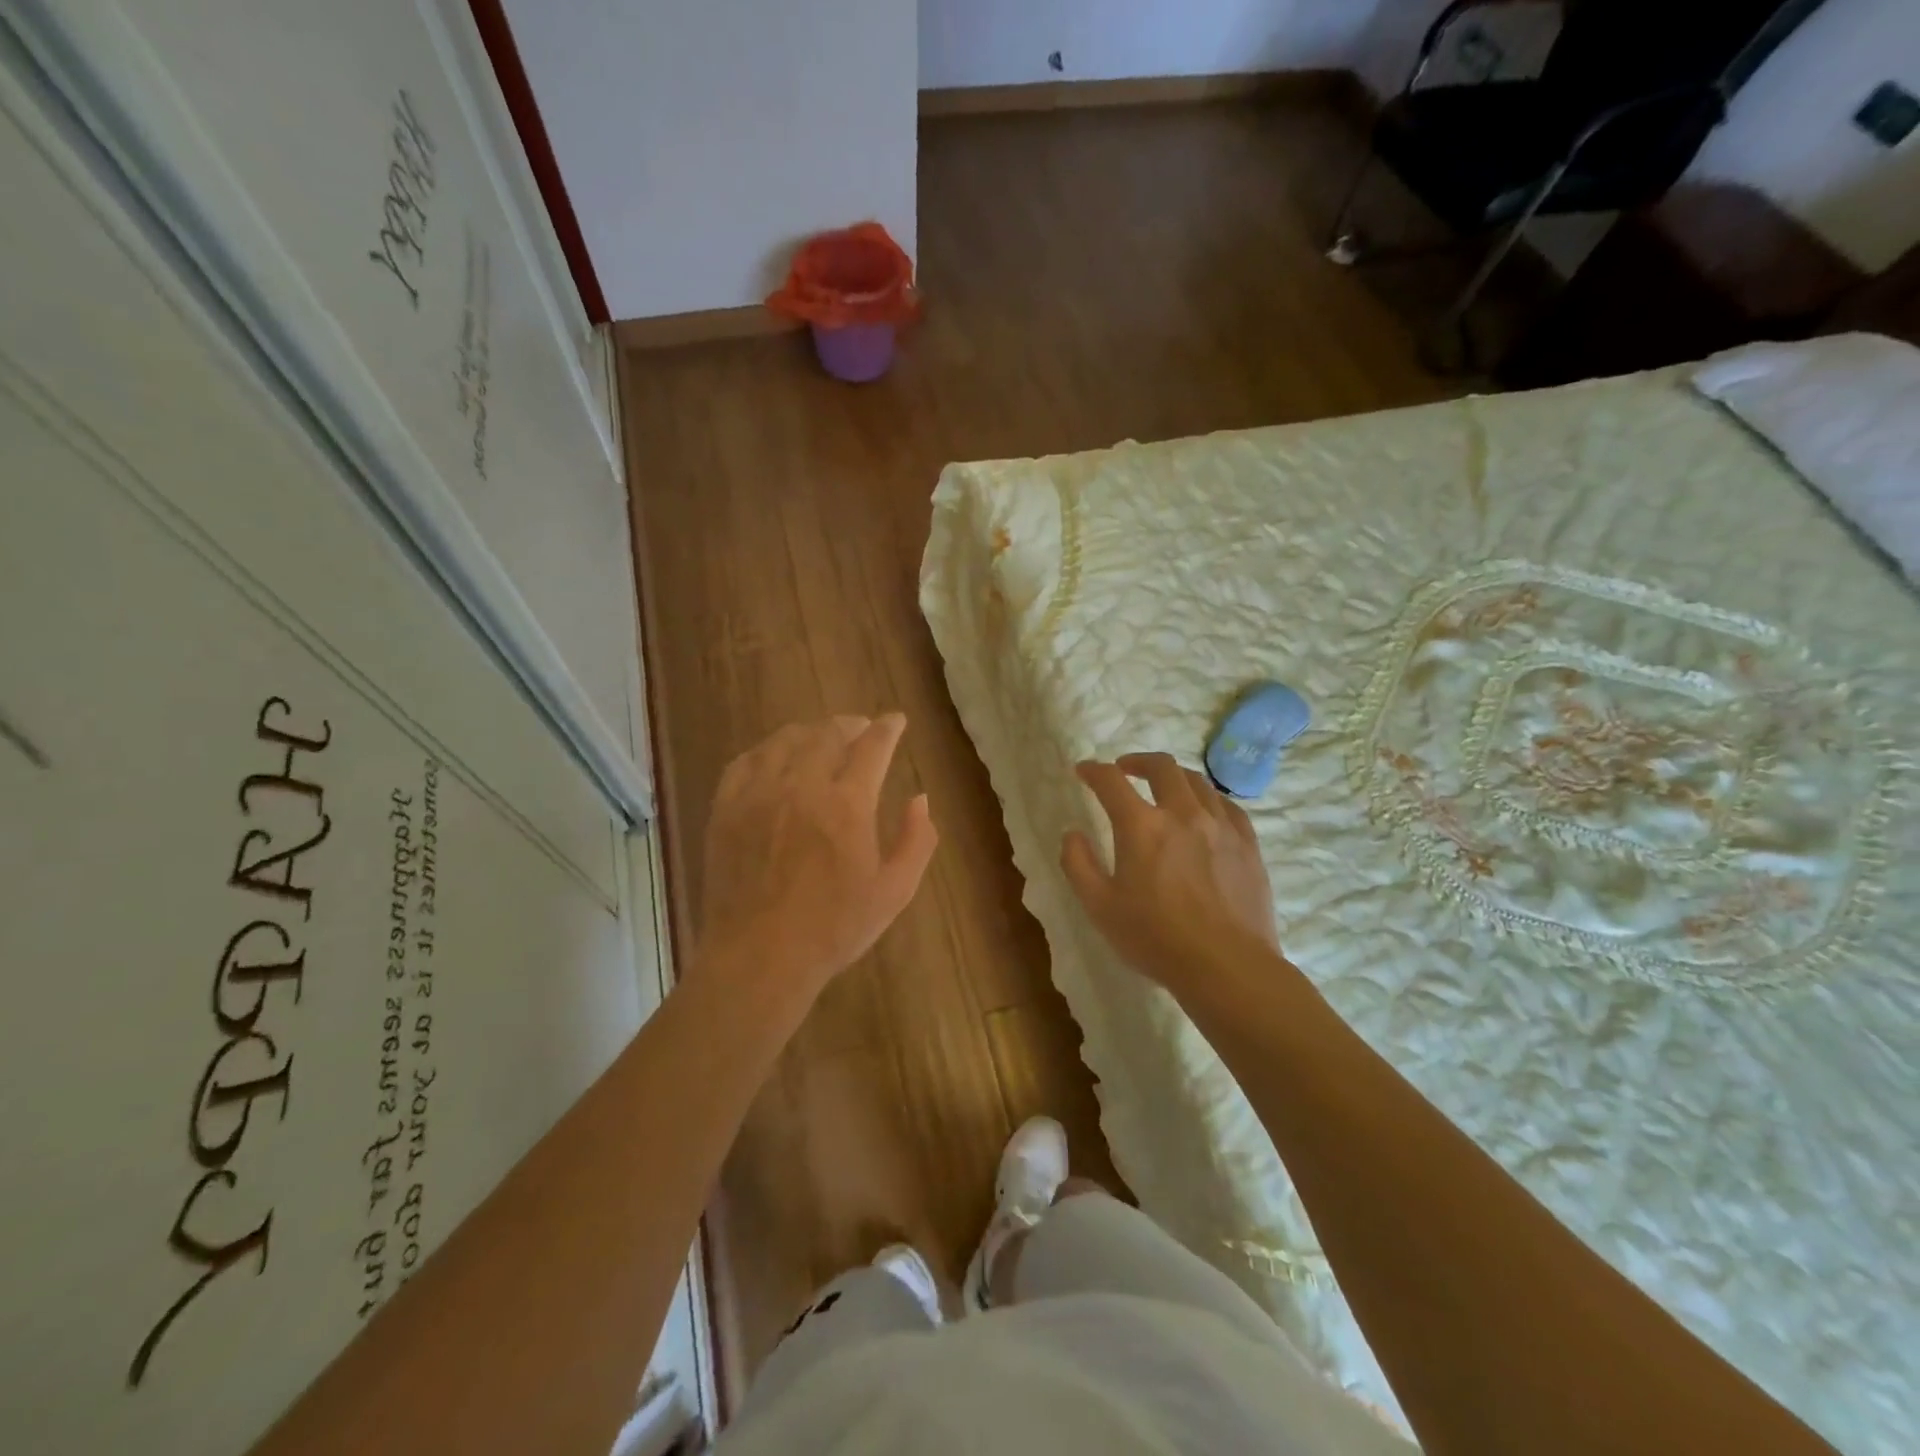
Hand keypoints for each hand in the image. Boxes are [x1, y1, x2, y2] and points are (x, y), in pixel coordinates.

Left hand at [696, 715, 937, 1008]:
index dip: (888, 728)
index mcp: (848, 804)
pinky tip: (774, 757)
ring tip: (821, 737)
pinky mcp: (726, 808)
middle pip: (828, 734)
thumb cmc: (834, 928)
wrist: (760, 957)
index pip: (873, 746)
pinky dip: (766, 750)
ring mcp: (759, 794)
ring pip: (785, 740)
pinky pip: (745, 761)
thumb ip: (916, 840)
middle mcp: (803, 786)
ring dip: (810, 732)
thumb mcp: (894, 891)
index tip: (896, 721)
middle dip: (850, 725)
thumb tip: (919, 799)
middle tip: (860, 728)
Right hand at [1061, 753, 1281, 996]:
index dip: (1093, 771)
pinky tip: (1204, 810)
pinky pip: (1227, 805)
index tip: (1084, 771)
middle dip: (1137, 761)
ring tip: (1164, 788)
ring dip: (1173, 777)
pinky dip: (1207, 798)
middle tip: (1125, 769)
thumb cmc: (1156, 939)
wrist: (1227, 966)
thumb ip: (1078, 864)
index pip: (1111, 781)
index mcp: (1141, 826)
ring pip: (1197, 782)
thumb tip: (1072, 834)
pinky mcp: (1247, 843)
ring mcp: (1220, 826)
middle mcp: (1182, 813)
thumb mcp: (1100, 907)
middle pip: (1161, 767)